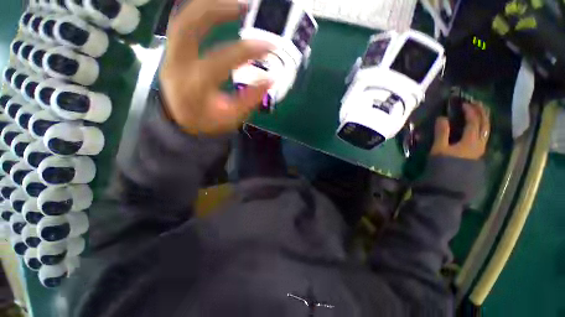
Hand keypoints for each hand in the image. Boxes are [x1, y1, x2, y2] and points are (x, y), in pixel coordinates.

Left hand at [160, 0, 272, 134]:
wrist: (181, 120)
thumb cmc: (208, 122)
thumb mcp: (231, 118)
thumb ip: (249, 100)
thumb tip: (270, 79)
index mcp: (193, 88)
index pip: (219, 61)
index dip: (245, 51)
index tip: (269, 46)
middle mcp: (176, 66)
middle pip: (187, 25)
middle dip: (218, 9)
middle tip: (247, 6)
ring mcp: (170, 54)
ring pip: (182, 18)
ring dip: (209, 4)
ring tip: (237, 3)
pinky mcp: (171, 50)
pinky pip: (183, 22)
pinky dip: (201, 11)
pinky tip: (219, 8)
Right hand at [431, 103, 489, 159]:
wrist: (451, 182)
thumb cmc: (444, 164)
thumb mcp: (440, 148)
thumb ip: (442, 132)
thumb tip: (442, 117)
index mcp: (470, 140)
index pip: (473, 121)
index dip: (469, 111)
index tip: (463, 103)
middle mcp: (479, 142)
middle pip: (485, 124)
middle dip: (481, 112)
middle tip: (476, 103)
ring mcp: (480, 148)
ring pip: (487, 130)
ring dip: (484, 119)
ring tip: (479, 112)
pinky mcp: (477, 152)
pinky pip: (484, 135)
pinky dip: (482, 127)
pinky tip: (478, 126)